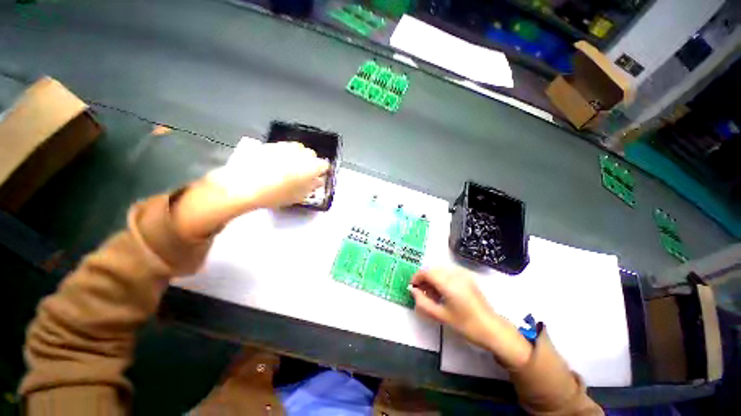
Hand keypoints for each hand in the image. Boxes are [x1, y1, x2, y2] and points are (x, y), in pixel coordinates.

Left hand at [172, 139, 328, 239]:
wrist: (244, 185)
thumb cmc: (276, 194)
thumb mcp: (298, 196)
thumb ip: (312, 186)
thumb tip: (318, 181)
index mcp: (312, 166)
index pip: (324, 165)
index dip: (321, 172)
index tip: (316, 178)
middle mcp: (301, 152)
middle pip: (311, 155)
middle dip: (309, 163)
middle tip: (302, 174)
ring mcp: (284, 146)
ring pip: (297, 149)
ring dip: (297, 157)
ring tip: (288, 169)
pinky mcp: (270, 145)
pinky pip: (282, 148)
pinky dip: (283, 155)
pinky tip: (274, 164)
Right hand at [409, 267, 531, 368]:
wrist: (492, 328)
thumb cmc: (466, 324)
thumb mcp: (441, 316)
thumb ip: (423, 302)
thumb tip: (413, 291)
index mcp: (448, 283)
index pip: (426, 272)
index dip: (416, 278)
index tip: (412, 287)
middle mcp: (455, 274)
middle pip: (432, 270)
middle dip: (424, 279)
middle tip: (421, 293)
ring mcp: (463, 275)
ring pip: (440, 270)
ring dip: (432, 278)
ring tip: (431, 294)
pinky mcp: (467, 278)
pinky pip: (449, 273)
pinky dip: (441, 279)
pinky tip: (442, 292)